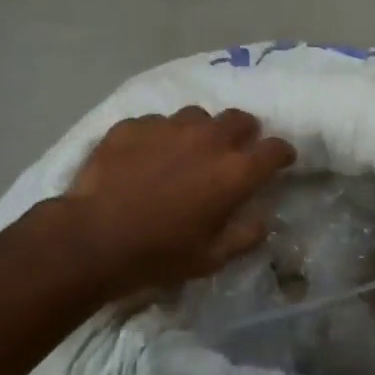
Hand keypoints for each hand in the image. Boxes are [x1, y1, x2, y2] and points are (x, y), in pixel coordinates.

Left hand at [62, 107, 295, 297]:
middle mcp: (208, 138)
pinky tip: (146, 157)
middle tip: (234, 151)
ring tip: (187, 152)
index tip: (280, 161)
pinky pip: (157, 123)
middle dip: (244, 133)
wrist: (93, 237)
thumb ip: (246, 235)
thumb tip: (263, 218)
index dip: (281, 154)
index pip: (274, 149)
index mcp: (234, 171)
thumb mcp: (212, 258)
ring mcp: (168, 126)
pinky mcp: (133, 125)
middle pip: (239, 119)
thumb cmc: (159, 253)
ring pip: (197, 116)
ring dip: (201, 131)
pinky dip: (161, 137)